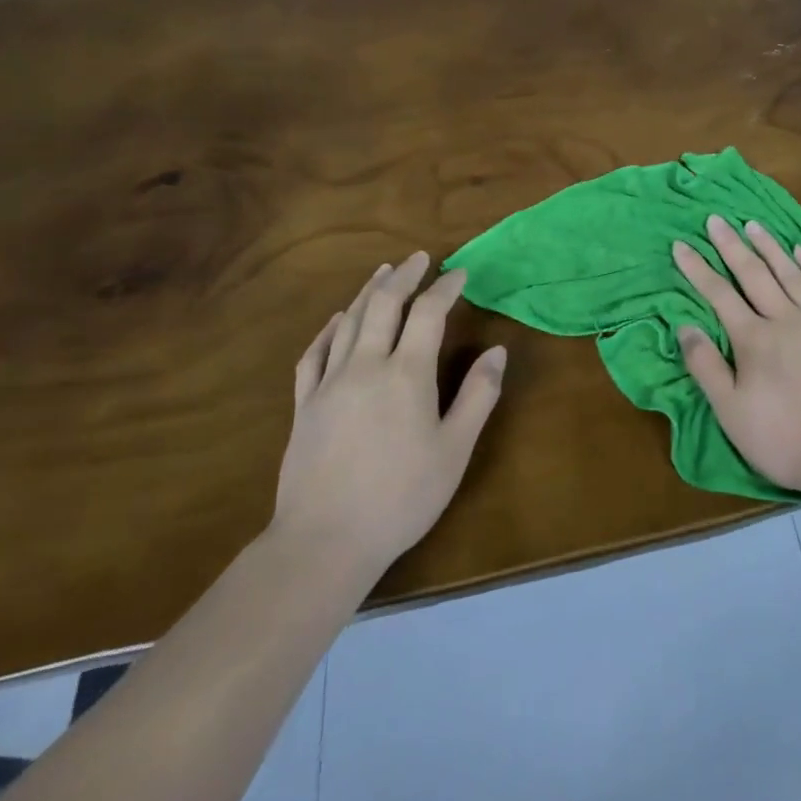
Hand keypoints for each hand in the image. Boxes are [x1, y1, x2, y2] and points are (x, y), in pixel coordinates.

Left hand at [268, 253, 505, 587]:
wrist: (324, 542)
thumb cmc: (400, 497)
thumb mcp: (454, 450)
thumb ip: (478, 395)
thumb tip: (498, 351)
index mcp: (407, 374)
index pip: (428, 313)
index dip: (445, 288)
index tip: (460, 273)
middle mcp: (365, 366)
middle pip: (383, 305)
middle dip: (404, 276)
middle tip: (419, 258)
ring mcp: (329, 383)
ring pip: (349, 322)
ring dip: (369, 292)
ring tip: (383, 272)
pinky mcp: (303, 405)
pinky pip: (314, 353)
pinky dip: (329, 328)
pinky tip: (338, 320)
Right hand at [673, 215, 800, 495]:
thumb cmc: (786, 439)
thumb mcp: (732, 412)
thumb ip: (706, 367)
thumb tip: (685, 326)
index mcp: (754, 339)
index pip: (718, 294)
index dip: (697, 268)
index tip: (681, 244)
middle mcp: (785, 318)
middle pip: (754, 274)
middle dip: (731, 245)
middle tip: (716, 219)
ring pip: (790, 272)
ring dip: (770, 246)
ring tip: (753, 224)